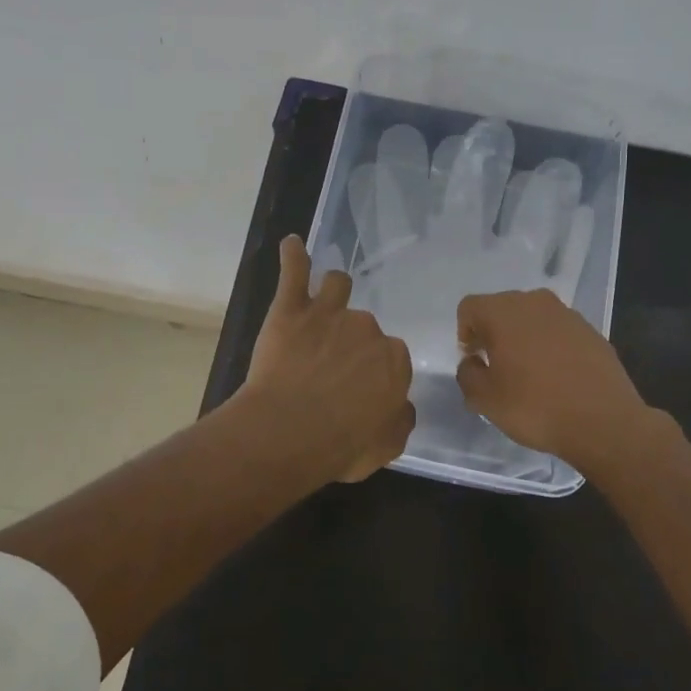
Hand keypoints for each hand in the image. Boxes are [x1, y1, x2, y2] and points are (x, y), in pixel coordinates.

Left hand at [237, 236, 415, 483]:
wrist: (289, 432)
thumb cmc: (342, 446)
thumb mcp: (387, 446)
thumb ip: (399, 419)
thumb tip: (401, 404)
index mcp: (394, 359)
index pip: (392, 358)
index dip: (375, 375)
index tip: (361, 391)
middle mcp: (367, 328)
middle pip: (364, 328)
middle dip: (352, 344)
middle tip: (331, 371)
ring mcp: (328, 313)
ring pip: (337, 287)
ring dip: (333, 293)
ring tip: (323, 306)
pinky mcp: (291, 309)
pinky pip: (294, 272)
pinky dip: (293, 257)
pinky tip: (292, 245)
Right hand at [455, 288, 653, 473]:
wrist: (604, 422)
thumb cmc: (535, 407)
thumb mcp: (485, 400)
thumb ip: (467, 374)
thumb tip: (473, 362)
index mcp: (503, 312)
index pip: (470, 308)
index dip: (465, 333)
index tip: (475, 361)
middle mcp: (534, 302)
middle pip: (502, 308)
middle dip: (493, 332)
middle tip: (496, 366)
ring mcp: (567, 314)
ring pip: (532, 318)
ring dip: (523, 337)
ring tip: (528, 372)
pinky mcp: (591, 331)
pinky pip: (558, 331)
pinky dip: (550, 346)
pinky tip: (556, 376)